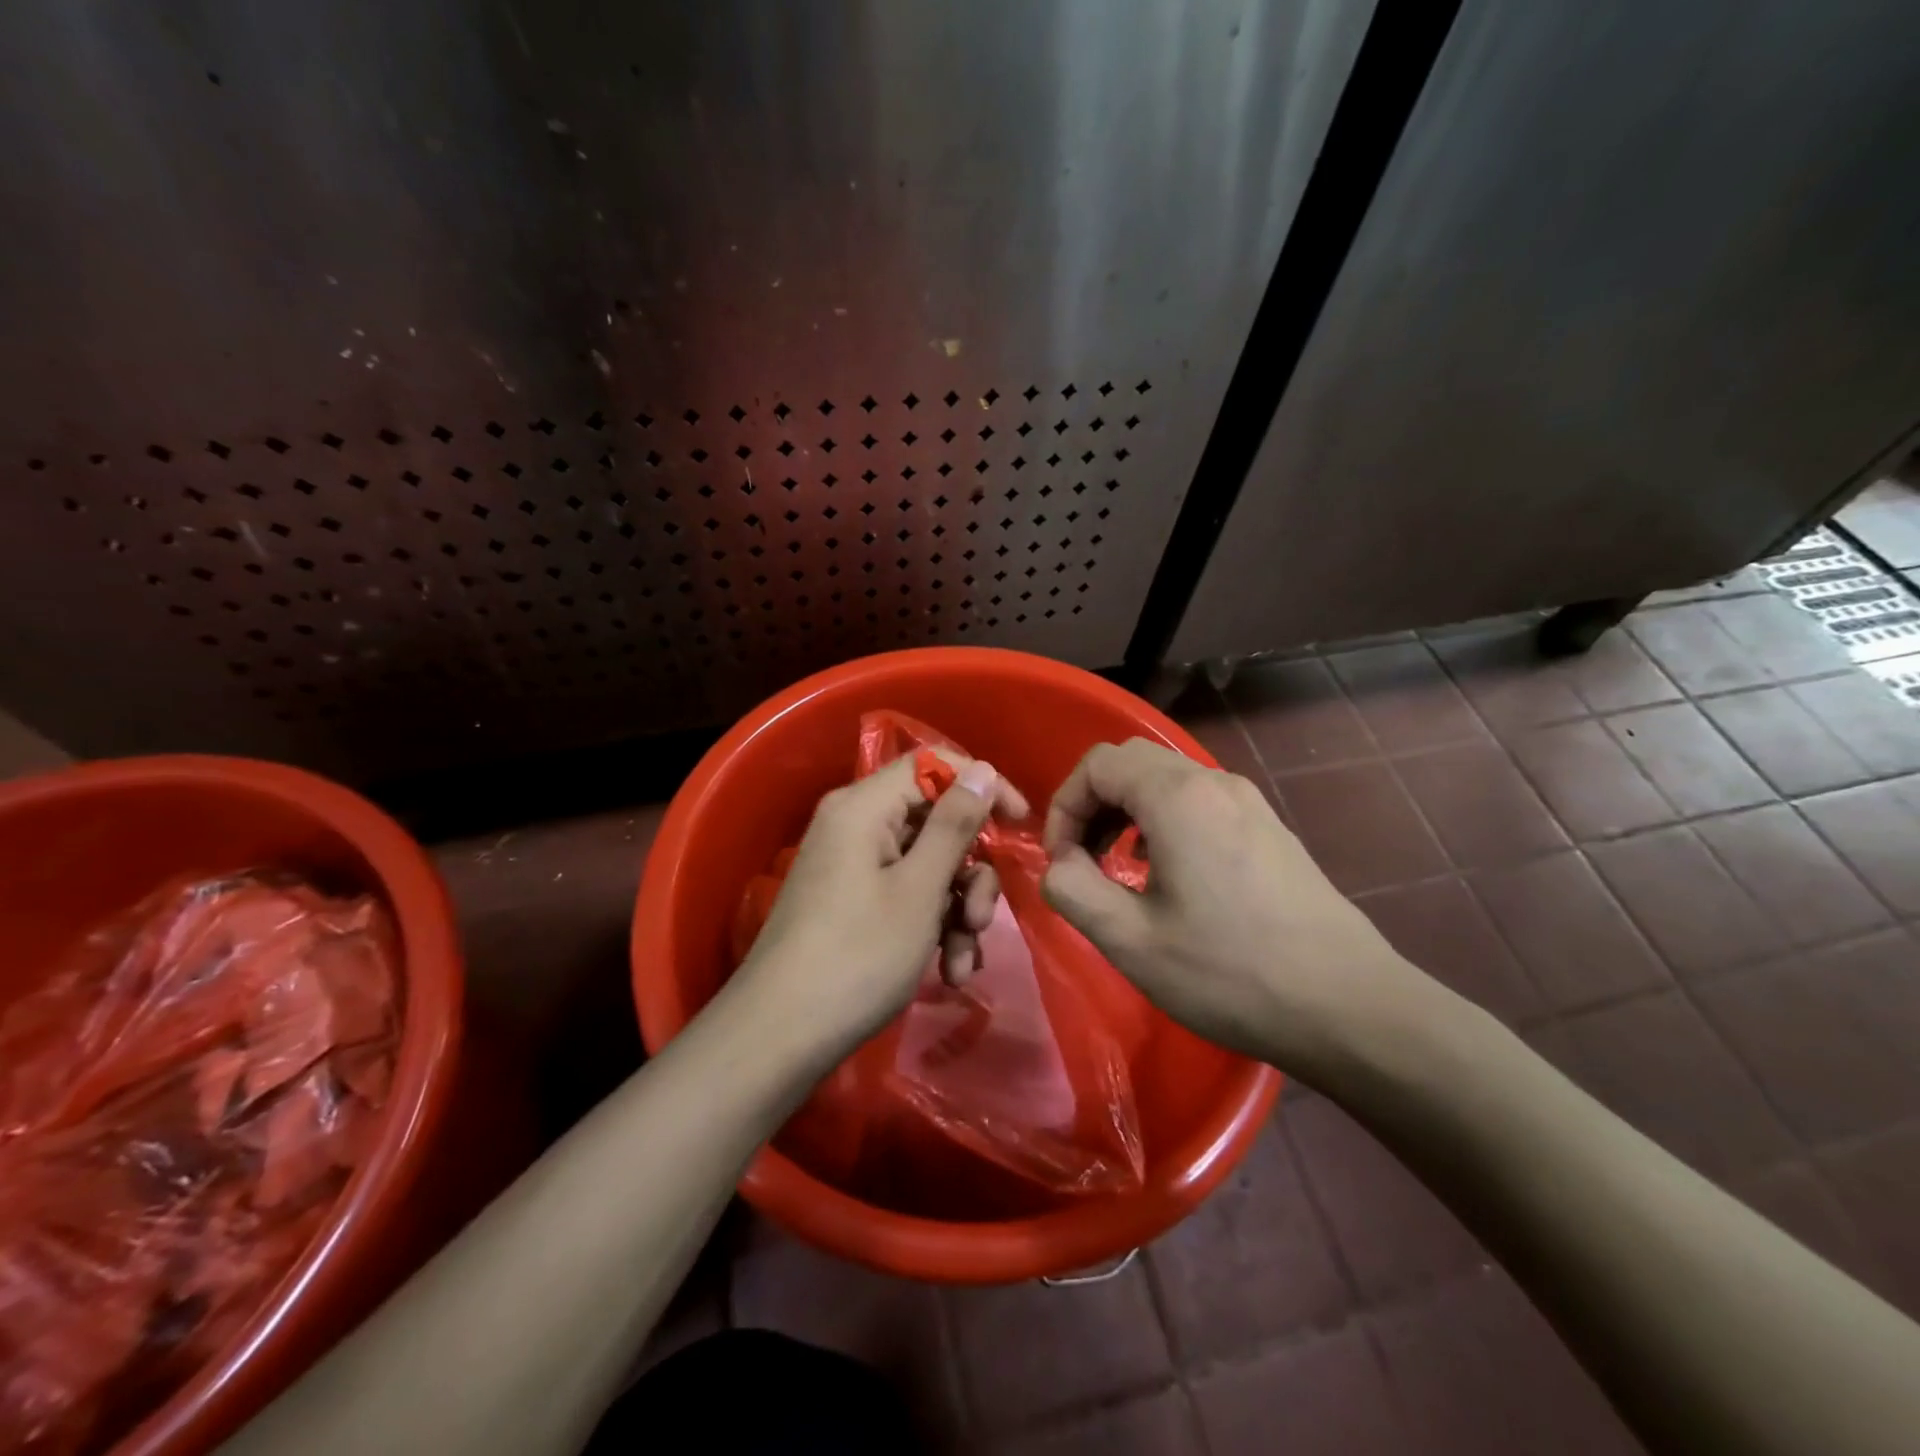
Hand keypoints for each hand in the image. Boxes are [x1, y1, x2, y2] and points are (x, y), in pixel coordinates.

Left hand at [739, 750, 1030, 1054]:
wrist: (780, 1037)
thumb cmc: (858, 956)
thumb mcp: (919, 890)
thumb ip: (954, 825)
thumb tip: (981, 768)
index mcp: (864, 807)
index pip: (933, 765)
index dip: (981, 786)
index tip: (1019, 823)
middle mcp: (855, 826)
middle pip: (935, 822)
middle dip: (969, 872)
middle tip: (981, 921)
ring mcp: (852, 866)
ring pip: (927, 866)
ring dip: (956, 910)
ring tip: (962, 962)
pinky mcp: (852, 902)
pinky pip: (905, 895)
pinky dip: (932, 926)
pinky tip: (949, 971)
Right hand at [1040, 738, 1436, 1079]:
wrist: (1348, 1006)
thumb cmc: (1229, 972)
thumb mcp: (1130, 941)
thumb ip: (1072, 890)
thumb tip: (1060, 864)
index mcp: (1178, 797)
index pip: (1098, 764)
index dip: (1064, 806)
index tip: (1061, 860)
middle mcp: (1214, 783)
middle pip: (1131, 762)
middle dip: (1092, 804)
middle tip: (1083, 859)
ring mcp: (1249, 802)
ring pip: (1167, 780)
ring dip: (1127, 812)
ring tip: (1119, 868)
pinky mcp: (1269, 828)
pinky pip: (1199, 801)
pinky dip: (1164, 822)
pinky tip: (1169, 875)